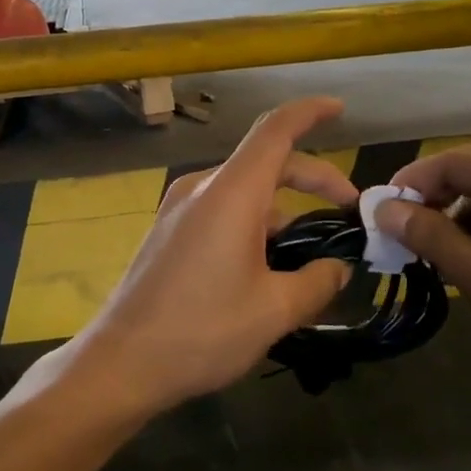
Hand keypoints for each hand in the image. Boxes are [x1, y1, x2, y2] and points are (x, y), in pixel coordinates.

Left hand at [30, 97, 357, 418]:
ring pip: (243, 193)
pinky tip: (267, 268)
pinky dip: (252, 225)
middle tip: (348, 211)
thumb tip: (338, 269)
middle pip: (265, 163)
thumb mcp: (274, 310)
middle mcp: (201, 188)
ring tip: (310, 258)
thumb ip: (317, 282)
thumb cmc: (203, 330)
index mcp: (230, 192)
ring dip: (282, 212)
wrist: (122, 362)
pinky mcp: (167, 232)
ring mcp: (178, 209)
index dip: (311, 113)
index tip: (340, 109)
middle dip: (312, 178)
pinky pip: (219, 212)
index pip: (276, 130)